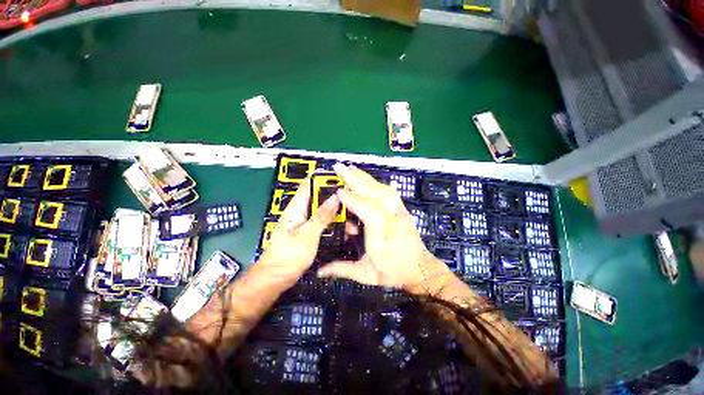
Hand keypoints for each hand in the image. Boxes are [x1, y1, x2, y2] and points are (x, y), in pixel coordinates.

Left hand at [258, 177, 339, 286]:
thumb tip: (335, 198)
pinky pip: (321, 222)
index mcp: (296, 208)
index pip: (308, 185)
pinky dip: (332, 222)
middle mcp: (299, 212)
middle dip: (334, 198)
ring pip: (322, 210)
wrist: (275, 278)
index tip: (340, 178)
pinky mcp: (306, 232)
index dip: (323, 178)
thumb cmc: (288, 256)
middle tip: (351, 201)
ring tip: (350, 218)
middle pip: (318, 198)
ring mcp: (303, 222)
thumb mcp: (308, 235)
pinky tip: (343, 228)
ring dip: (335, 212)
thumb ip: (322, 216)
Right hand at [317, 163, 449, 292]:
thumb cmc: (393, 271)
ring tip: (350, 169)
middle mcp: (391, 215)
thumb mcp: (367, 274)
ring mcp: (398, 209)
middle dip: (354, 178)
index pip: (363, 208)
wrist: (419, 269)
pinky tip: (368, 179)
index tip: (337, 191)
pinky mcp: (401, 207)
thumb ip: (342, 269)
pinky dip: (376, 182)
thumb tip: (320, 271)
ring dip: (363, 177)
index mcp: (381, 232)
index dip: (349, 198)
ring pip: (380, 187)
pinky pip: (388, 190)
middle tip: (339, 167)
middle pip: (371, 190)